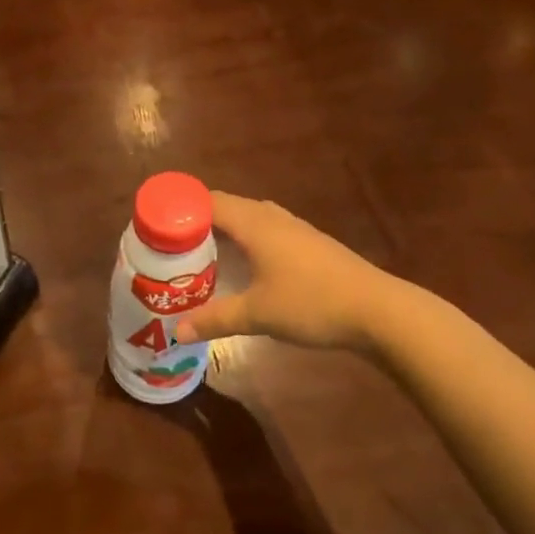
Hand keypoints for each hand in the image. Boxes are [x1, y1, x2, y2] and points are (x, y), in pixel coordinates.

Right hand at [175, 192, 397, 350]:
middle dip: (198, 221)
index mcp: (254, 223)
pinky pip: (265, 230)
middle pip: (226, 207)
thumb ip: (215, 319)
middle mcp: (272, 217)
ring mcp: (294, 228)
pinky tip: (243, 266)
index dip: (181, 208)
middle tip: (172, 245)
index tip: (157, 224)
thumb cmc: (312, 303)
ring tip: (201, 254)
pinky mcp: (309, 244)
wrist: (378, 310)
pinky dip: (245, 240)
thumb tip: (178, 332)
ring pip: (248, 218)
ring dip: (224, 230)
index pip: (208, 201)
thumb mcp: (257, 314)